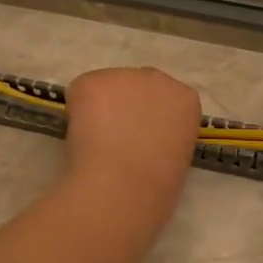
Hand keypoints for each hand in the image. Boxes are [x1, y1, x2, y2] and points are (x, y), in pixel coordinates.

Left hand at [62, 67, 200, 210]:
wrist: (125, 186)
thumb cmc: (158, 185)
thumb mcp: (178, 155)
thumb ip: (165, 134)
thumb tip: (141, 137)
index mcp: (186, 99)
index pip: (165, 99)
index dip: (150, 118)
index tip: (143, 139)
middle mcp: (158, 78)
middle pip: (137, 86)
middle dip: (126, 106)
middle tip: (117, 139)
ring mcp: (124, 76)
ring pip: (107, 90)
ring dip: (100, 109)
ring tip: (97, 143)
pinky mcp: (92, 81)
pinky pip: (80, 94)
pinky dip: (76, 114)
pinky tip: (83, 138)